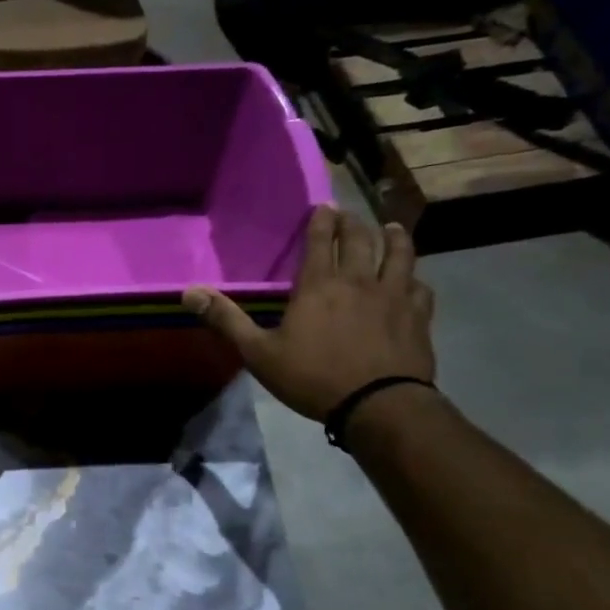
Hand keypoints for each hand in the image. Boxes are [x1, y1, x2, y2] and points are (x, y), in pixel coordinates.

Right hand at [183, 207, 434, 420]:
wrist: (377, 404)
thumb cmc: (312, 377)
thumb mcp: (259, 353)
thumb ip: (227, 320)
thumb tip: (189, 292)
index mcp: (318, 285)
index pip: (320, 241)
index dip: (321, 220)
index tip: (323, 205)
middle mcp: (359, 280)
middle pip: (360, 239)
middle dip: (353, 223)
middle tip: (349, 214)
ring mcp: (394, 296)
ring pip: (399, 255)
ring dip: (394, 238)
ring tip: (392, 229)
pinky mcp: (418, 316)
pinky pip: (420, 288)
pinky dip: (415, 280)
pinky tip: (414, 282)